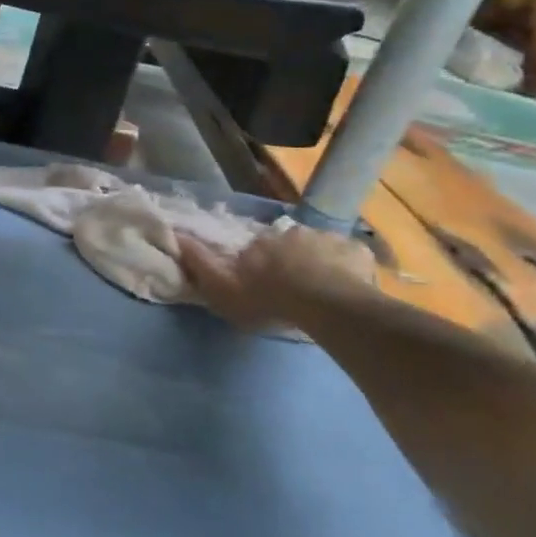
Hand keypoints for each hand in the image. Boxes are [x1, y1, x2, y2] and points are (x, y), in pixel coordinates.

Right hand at [180, 221, 379, 330]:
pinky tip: (350, 287)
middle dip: (291, 259)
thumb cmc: (269, 299)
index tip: (263, 280)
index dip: (259, 262)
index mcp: (261, 242)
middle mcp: (292, 232)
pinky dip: (349, 268)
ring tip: (324, 290)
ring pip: (321, 249)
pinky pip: (351, 257)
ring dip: (320, 263)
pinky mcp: (357, 250)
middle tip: (296, 286)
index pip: (257, 248)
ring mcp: (327, 239)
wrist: (325, 304)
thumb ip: (201, 263)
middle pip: (290, 245)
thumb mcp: (223, 289)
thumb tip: (178, 236)